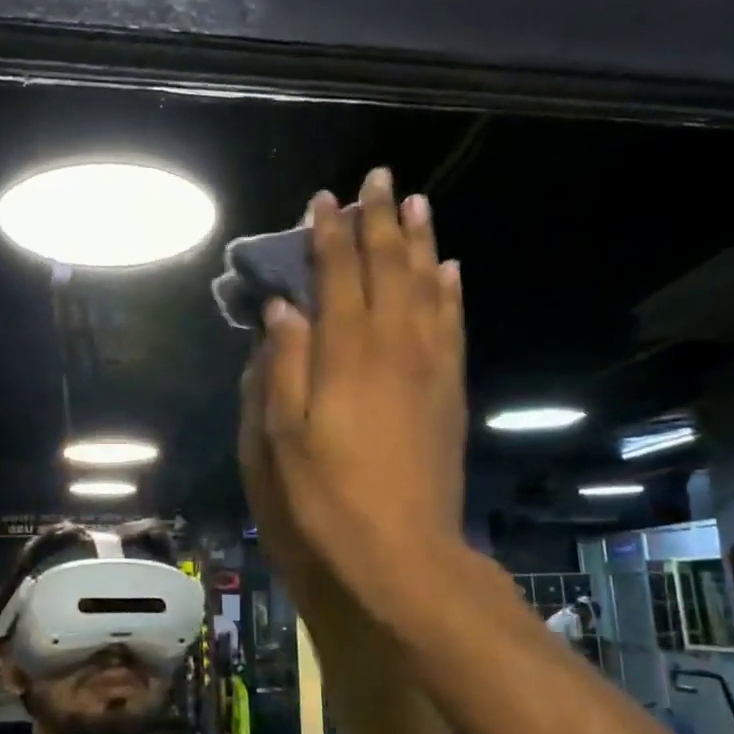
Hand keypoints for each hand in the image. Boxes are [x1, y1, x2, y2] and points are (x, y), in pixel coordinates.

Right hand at [243, 168, 465, 616]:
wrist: (401, 555)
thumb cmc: (325, 500)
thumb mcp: (280, 439)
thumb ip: (282, 367)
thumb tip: (284, 308)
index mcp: (346, 355)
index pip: (337, 276)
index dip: (328, 235)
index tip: (322, 200)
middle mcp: (393, 347)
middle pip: (388, 268)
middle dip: (378, 221)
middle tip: (377, 178)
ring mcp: (430, 368)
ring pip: (427, 287)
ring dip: (419, 242)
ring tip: (416, 203)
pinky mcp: (450, 392)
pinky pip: (453, 326)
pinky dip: (450, 291)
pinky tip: (450, 270)